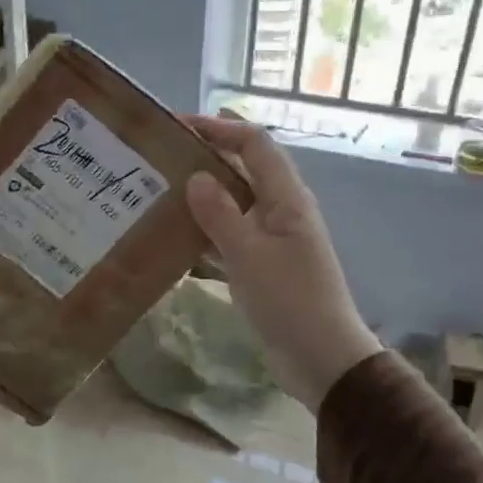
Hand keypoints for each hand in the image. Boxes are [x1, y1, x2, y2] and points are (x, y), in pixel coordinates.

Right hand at [183, 115, 380, 408]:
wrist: (321, 358)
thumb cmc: (289, 301)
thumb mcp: (249, 254)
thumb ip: (220, 213)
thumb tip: (196, 176)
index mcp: (287, 199)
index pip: (254, 144)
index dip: (220, 128)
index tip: (179, 125)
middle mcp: (282, 210)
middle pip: (245, 169)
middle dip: (209, 157)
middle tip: (163, 157)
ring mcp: (274, 239)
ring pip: (236, 203)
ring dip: (205, 194)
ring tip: (161, 191)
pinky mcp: (265, 265)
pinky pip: (233, 235)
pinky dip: (208, 230)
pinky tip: (178, 236)